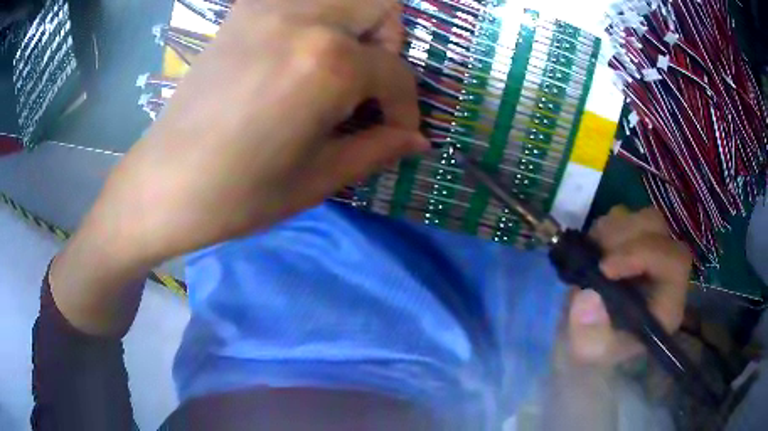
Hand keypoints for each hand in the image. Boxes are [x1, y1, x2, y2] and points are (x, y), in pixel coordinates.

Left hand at [94, 0, 425, 264]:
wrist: (165, 184)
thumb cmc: (239, 194)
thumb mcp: (318, 179)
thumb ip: (378, 149)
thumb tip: (418, 139)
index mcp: (328, 63)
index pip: (396, 72)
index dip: (405, 108)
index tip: (398, 133)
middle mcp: (304, 17)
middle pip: (381, 3)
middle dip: (390, 41)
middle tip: (370, 81)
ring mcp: (268, 7)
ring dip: (357, 24)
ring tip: (337, 67)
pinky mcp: (242, 12)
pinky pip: (301, 0)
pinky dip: (318, 19)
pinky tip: (299, 55)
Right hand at [567, 206, 692, 365]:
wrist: (591, 338)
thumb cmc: (595, 349)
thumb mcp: (588, 351)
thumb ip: (589, 331)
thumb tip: (588, 296)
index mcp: (667, 303)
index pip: (674, 261)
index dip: (643, 253)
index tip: (605, 267)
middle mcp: (666, 272)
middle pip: (659, 230)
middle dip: (624, 236)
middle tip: (594, 255)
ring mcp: (651, 252)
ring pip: (643, 218)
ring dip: (613, 230)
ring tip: (591, 254)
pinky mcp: (635, 242)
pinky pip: (625, 217)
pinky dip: (605, 228)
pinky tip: (592, 250)